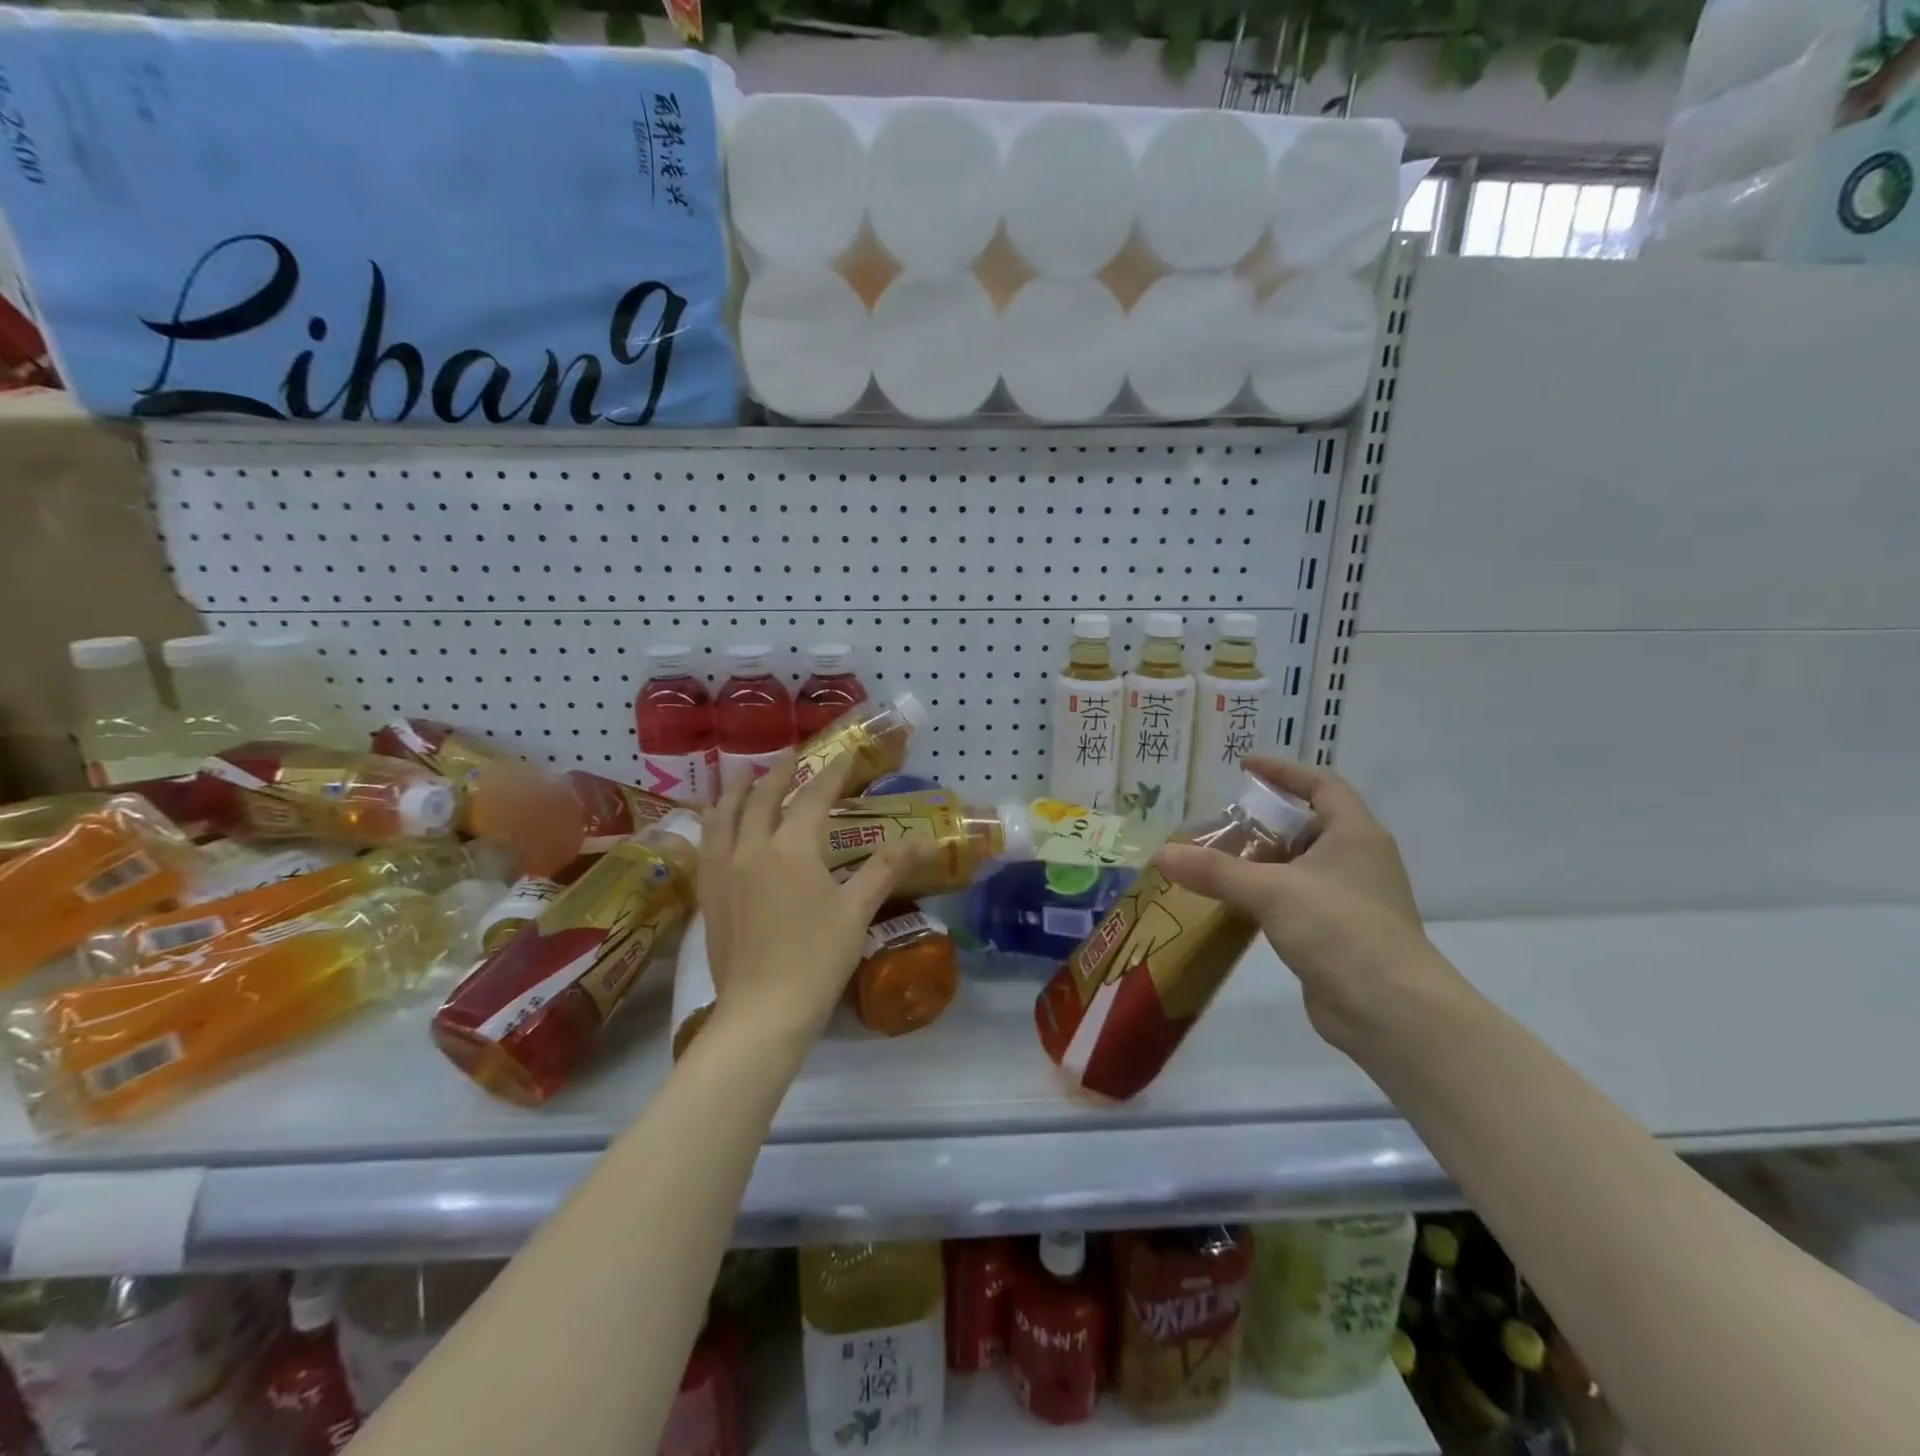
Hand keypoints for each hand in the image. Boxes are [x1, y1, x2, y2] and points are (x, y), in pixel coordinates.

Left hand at [697, 752, 921, 1045]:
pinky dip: (713, 825)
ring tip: (740, 774)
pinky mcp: (709, 896)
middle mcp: (751, 849)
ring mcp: (723, 872)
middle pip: (761, 799)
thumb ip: (887, 868)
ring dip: (734, 791)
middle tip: (789, 754)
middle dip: (777, 773)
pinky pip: (706, 847)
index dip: (832, 774)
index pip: (812, 798)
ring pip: (723, 817)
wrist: (763, 1011)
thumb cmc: (817, 958)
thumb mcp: (858, 910)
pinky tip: (715, 828)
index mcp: (791, 848)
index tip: (845, 754)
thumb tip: (925, 839)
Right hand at [1154, 755, 1463, 1052]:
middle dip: (1263, 822)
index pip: (1320, 785)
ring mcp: (1350, 899)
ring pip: (1299, 866)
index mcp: (1355, 834)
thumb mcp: (1271, 891)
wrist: (1390, 1011)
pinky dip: (1266, 895)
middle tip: (1220, 824)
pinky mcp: (1338, 934)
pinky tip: (1234, 904)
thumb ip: (1215, 871)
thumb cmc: (1339, 930)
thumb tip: (1162, 854)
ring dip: (1261, 862)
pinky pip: (1296, 900)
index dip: (1283, 772)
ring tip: (1216, 862)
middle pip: (1306, 826)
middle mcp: (1357, 860)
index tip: (1244, 767)